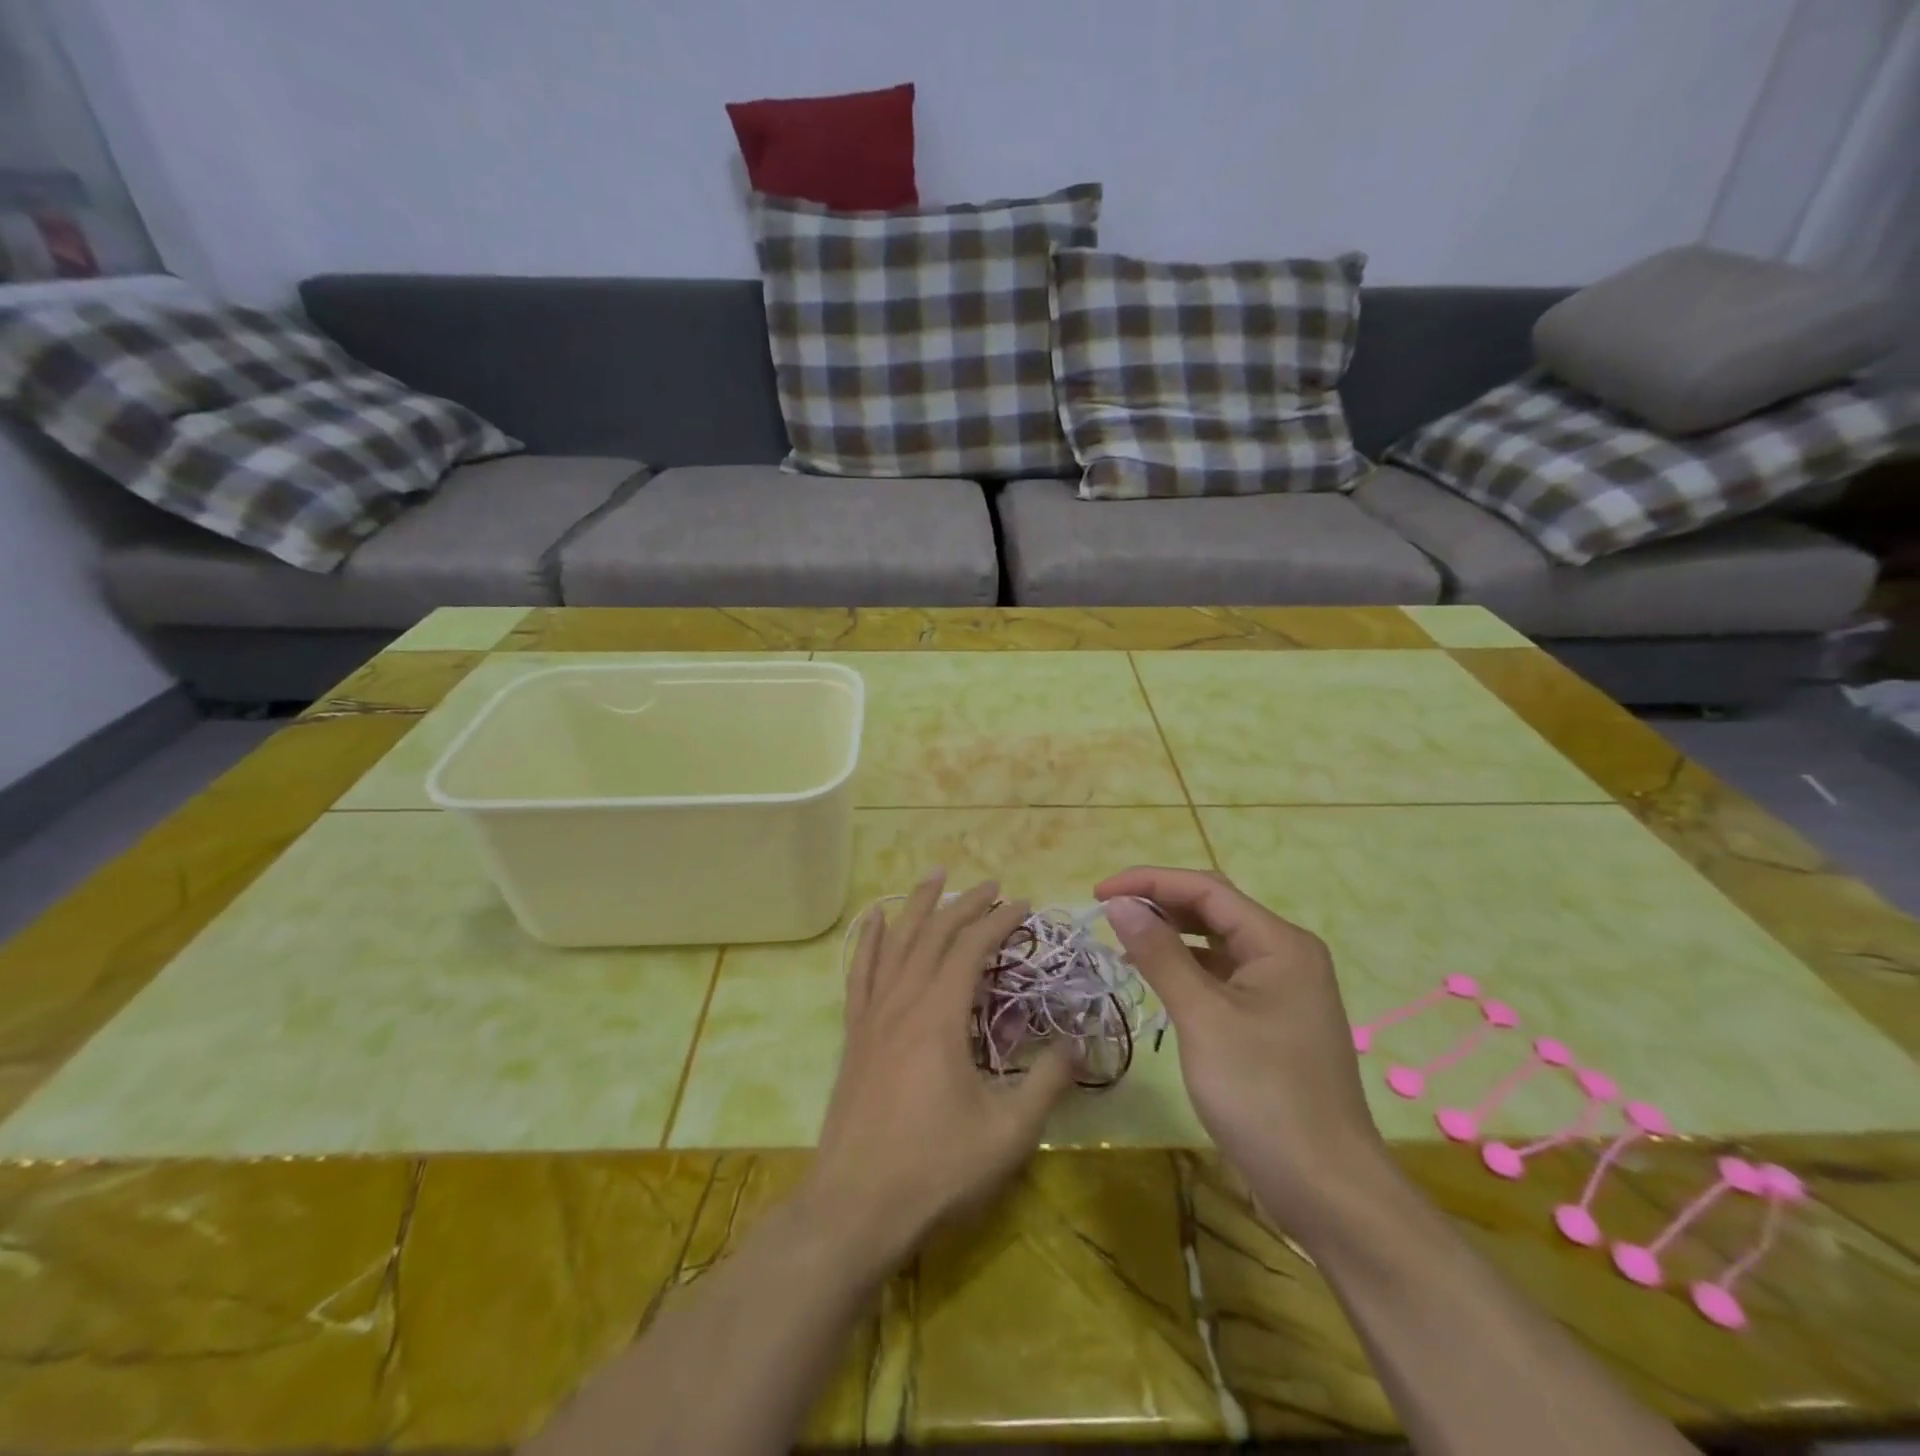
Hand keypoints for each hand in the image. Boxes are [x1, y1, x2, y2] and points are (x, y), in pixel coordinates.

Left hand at [798, 872, 1075, 1274]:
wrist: (855, 1207)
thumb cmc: (935, 1170)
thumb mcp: (1007, 1134)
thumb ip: (1047, 1083)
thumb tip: (1076, 1044)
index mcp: (940, 1016)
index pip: (972, 948)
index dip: (999, 920)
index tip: (1024, 904)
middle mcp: (904, 1001)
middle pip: (935, 935)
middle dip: (966, 904)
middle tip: (992, 885)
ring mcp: (873, 1015)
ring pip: (896, 942)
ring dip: (919, 906)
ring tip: (935, 876)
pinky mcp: (855, 1034)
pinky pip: (860, 972)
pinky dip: (870, 940)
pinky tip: (875, 920)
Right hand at [1097, 867, 1389, 1238]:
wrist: (1327, 1191)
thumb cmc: (1263, 1094)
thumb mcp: (1203, 1017)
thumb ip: (1160, 954)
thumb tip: (1120, 905)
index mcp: (1280, 943)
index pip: (1206, 890)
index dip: (1149, 883)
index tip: (1099, 894)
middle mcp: (1286, 955)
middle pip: (1214, 910)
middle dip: (1160, 904)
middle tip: (1109, 915)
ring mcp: (1283, 990)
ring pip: (1217, 944)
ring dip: (1171, 936)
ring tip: (1124, 943)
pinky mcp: (1273, 1021)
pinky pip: (1223, 976)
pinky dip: (1187, 970)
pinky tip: (1157, 981)